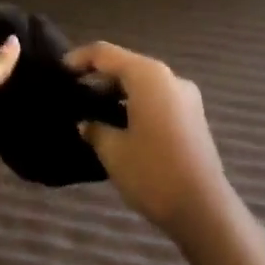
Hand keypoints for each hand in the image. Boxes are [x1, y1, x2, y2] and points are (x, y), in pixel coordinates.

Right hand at [70, 43, 230, 240]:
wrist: (205, 210)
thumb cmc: (153, 173)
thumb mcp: (113, 151)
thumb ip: (95, 129)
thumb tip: (86, 123)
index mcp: (148, 76)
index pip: (106, 53)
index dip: (80, 58)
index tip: (60, 71)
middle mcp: (169, 77)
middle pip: (127, 65)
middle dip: (99, 76)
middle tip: (75, 93)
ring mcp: (185, 97)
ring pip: (143, 83)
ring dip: (118, 91)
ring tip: (93, 110)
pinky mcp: (193, 117)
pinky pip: (157, 98)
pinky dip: (136, 103)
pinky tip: (120, 124)